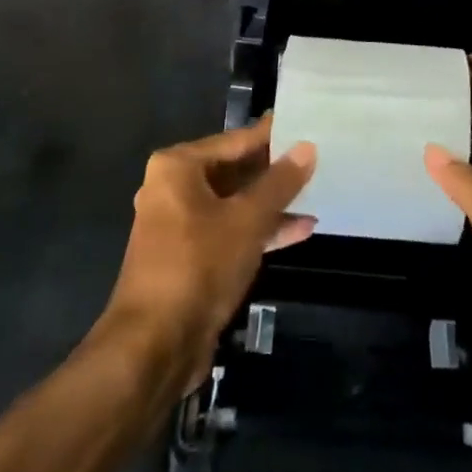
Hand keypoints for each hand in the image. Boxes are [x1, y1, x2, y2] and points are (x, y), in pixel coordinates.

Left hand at [105, 113, 315, 386]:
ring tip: (315, 194)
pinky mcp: (189, 258)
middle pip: (234, 170)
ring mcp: (179, 225)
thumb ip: (280, 182)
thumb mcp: (247, 219)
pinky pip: (229, 231)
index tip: (306, 125)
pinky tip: (299, 231)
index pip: (236, 140)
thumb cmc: (199, 265)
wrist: (154, 347)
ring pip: (234, 203)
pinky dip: (259, 230)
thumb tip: (307, 147)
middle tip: (317, 159)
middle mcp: (173, 189)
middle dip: (274, 171)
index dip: (273, 135)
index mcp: (178, 167)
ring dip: (272, 204)